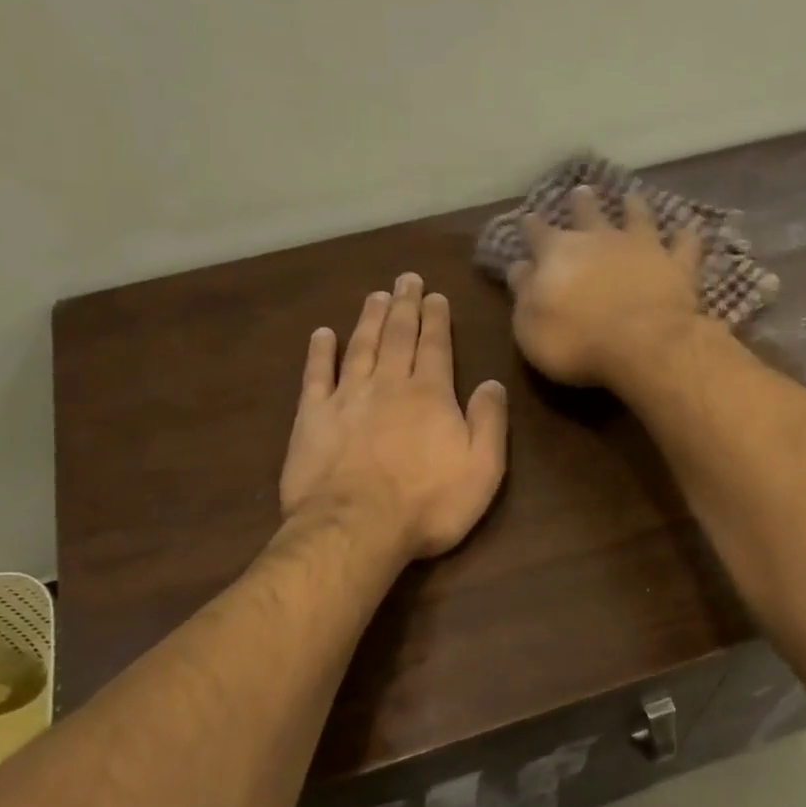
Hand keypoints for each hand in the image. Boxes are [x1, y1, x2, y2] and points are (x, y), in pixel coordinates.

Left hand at [280, 273, 508, 560]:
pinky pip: (316, 375)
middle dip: (404, 306)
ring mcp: (347, 398)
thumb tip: (492, 383)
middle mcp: (388, 385)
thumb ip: (489, 422)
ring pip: (360, 347)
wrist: (356, 527)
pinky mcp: (313, 417)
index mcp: (430, 395)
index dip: (436, 319)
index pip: (435, 346)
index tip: (435, 295)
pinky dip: (320, 352)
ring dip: (369, 319)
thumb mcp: (482, 469)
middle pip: (397, 336)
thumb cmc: (427, 504)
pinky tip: (323, 334)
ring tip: (376, 295)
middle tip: (406, 279)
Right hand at [505, 186, 707, 387]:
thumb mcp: (530, 326)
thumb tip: (519, 267)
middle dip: (582, 203)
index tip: (527, 219)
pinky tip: (686, 232)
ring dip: (633, 207)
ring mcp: (642, 248)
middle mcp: (599, 239)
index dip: (531, 227)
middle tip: (582, 191)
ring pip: (637, 217)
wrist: (642, 344)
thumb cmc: (575, 342)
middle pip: (588, 213)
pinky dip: (685, 238)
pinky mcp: (677, 265)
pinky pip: (684, 245)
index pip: (538, 233)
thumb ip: (524, 293)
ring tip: (632, 197)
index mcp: (558, 253)